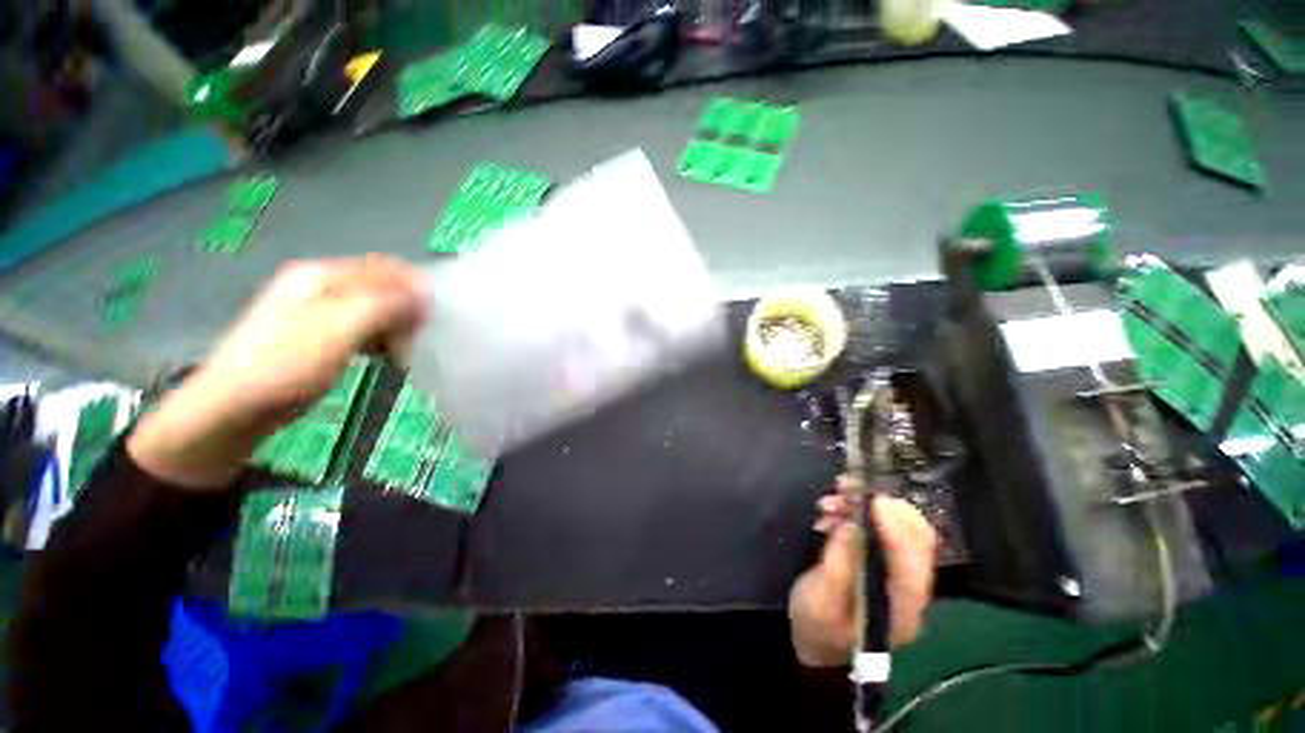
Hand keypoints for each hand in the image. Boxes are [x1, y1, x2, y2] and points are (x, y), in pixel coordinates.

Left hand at [127, 256, 425, 488]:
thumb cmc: (286, 366)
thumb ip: (385, 304)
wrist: (230, 409)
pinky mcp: (318, 335)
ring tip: (406, 351)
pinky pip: (362, 328)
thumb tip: (427, 290)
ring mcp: (317, 311)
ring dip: (396, 326)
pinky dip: (380, 339)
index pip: (386, 268)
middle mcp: (320, 285)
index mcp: (322, 275)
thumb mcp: (339, 330)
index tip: (439, 316)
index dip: (417, 287)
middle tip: (421, 338)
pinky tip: (386, 356)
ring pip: (374, 309)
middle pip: (381, 287)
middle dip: (408, 309)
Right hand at [788, 479, 937, 667]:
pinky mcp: (884, 562)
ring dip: (863, 507)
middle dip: (880, 505)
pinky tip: (831, 514)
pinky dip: (858, 514)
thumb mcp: (820, 601)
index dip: (894, 522)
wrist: (817, 641)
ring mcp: (899, 573)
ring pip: (896, 527)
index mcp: (901, 605)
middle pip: (914, 535)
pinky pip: (880, 529)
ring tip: (828, 502)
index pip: (913, 556)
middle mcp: (910, 587)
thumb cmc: (817, 626)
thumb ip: (838, 566)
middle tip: (845, 488)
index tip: (869, 497)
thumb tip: (851, 525)